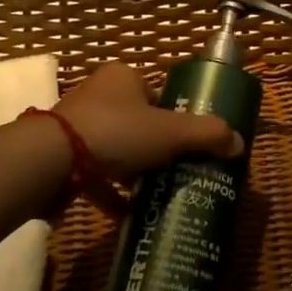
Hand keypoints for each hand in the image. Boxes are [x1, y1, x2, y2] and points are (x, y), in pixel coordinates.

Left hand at [54, 62, 242, 181]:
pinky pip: (96, 174)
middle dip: (158, 148)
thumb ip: (208, 135)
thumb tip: (240, 144)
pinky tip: (132, 213)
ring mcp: (76, 127)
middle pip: (139, 122)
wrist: (50, 162)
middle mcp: (98, 95)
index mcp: (123, 77)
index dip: (177, 117)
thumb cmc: (116, 132)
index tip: (189, 144)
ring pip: (118, 149)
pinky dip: (113, 192)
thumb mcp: (171, 132)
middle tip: (179, 170)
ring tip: (159, 191)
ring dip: (136, 170)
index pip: (158, 94)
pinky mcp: (62, 158)